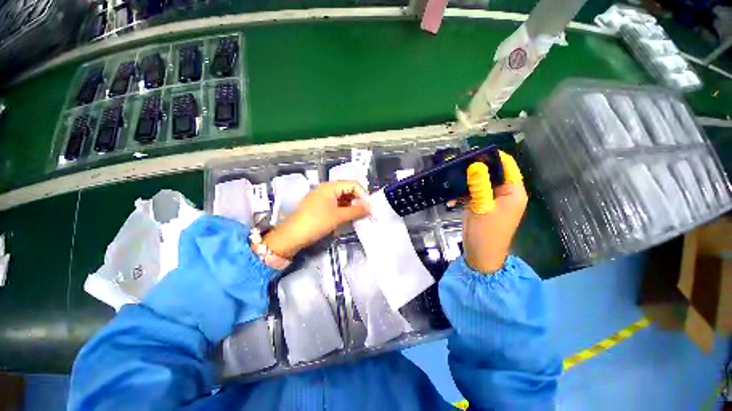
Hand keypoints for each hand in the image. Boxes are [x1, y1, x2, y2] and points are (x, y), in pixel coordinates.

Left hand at [263, 181, 369, 258]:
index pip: (352, 185)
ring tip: (358, 217)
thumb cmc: (316, 222)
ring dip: (351, 206)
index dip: (363, 194)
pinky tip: (347, 218)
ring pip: (342, 199)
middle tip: (366, 213)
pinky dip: (343, 210)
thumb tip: (370, 208)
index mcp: (330, 186)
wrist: (292, 235)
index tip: (370, 207)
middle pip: (347, 191)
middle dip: (358, 201)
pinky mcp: (319, 206)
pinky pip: (335, 205)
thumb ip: (356, 211)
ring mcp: (321, 198)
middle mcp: (326, 189)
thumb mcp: (338, 216)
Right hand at [462, 151, 526, 272]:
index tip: (474, 152)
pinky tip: (450, 199)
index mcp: (513, 192)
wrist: (480, 255)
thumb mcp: (482, 207)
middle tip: (457, 164)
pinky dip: (461, 194)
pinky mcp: (480, 205)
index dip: (493, 157)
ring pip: (479, 183)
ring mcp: (491, 199)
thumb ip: (480, 185)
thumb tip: (476, 164)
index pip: (507, 166)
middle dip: (475, 169)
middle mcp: (504, 193)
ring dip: (465, 182)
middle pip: (491, 173)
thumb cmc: (486, 232)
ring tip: (450, 180)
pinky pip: (471, 193)